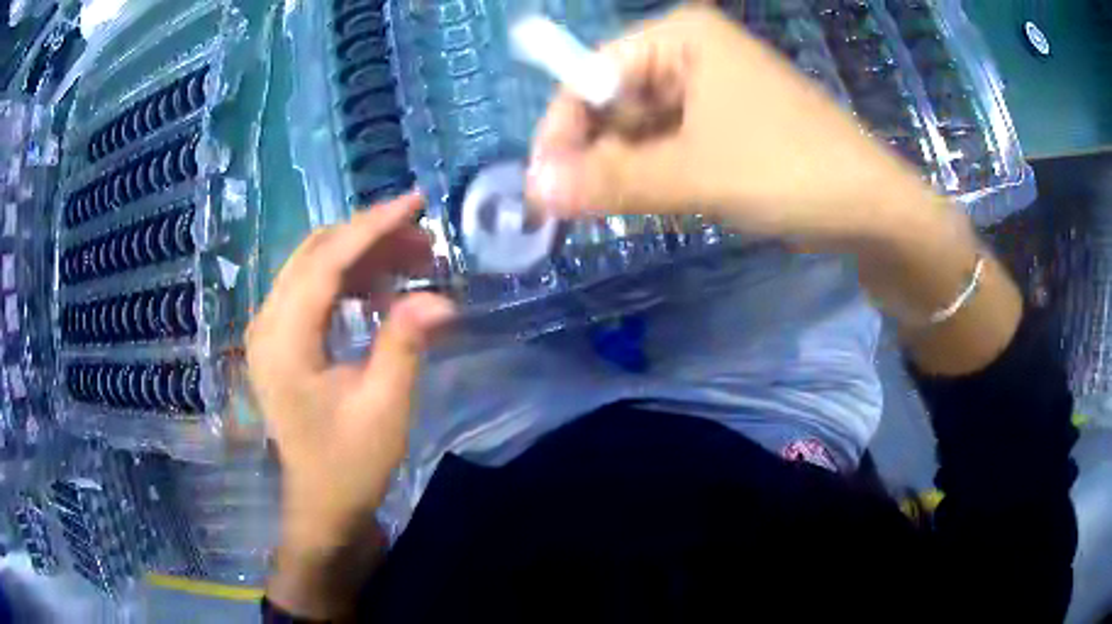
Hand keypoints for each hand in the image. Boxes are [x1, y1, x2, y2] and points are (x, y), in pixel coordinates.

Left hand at [247, 192, 453, 558]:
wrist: (322, 505)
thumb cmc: (349, 465)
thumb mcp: (384, 408)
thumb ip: (405, 344)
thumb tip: (441, 296)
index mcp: (283, 341)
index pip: (325, 262)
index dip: (372, 227)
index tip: (417, 203)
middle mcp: (267, 324)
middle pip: (315, 253)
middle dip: (372, 238)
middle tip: (426, 242)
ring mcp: (270, 331)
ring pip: (314, 266)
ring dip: (363, 256)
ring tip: (414, 262)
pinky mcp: (281, 340)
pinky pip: (314, 289)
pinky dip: (350, 279)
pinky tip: (383, 291)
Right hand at [526, 5, 935, 250]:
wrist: (873, 211)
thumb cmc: (790, 171)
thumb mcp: (695, 173)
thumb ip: (610, 180)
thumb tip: (533, 190)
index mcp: (681, 37)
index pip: (591, 74)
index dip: (562, 129)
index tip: (544, 187)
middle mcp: (692, 54)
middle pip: (616, 101)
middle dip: (598, 155)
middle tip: (581, 210)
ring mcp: (713, 90)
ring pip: (643, 129)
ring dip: (628, 171)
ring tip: (630, 209)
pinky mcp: (729, 126)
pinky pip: (673, 146)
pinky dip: (659, 176)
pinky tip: (665, 202)